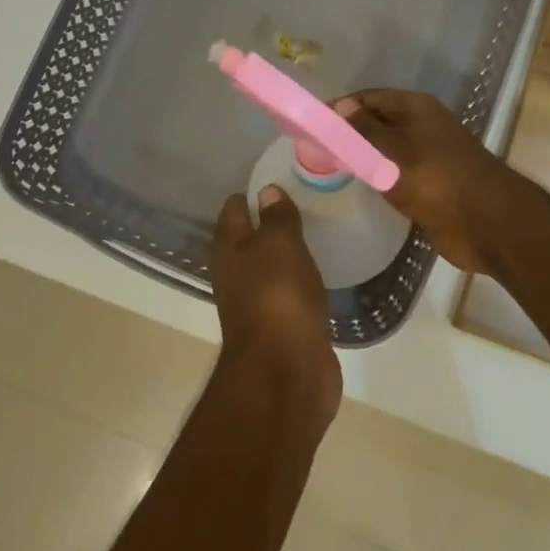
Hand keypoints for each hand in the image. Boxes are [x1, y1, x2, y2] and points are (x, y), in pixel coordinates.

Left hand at [211, 186, 340, 426]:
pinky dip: (302, 280)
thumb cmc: (278, 298)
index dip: (251, 193)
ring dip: (287, 252)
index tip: (278, 177)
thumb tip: (267, 192)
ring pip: (272, 267)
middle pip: (250, 239)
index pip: (233, 210)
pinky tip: (321, 271)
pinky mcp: (284, 326)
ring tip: (315, 229)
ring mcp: (259, 303)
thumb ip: (276, 218)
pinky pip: (291, 293)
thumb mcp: (279, 246)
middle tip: (303, 199)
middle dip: (271, 221)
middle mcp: (236, 275)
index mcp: (228, 250)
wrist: (286, 373)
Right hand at [334, 89, 528, 274]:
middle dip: (349, 132)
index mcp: (416, 107)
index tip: (312, 125)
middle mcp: (422, 125)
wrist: (486, 223)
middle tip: (316, 149)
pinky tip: (361, 185)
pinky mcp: (431, 183)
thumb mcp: (392, 150)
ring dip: (363, 156)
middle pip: (377, 121)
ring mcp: (428, 154)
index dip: (341, 108)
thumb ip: (364, 129)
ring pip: (387, 149)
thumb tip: (342, 106)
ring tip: (331, 168)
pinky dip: (379, 176)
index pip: (369, 97)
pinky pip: (397, 172)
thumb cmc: (435, 179)